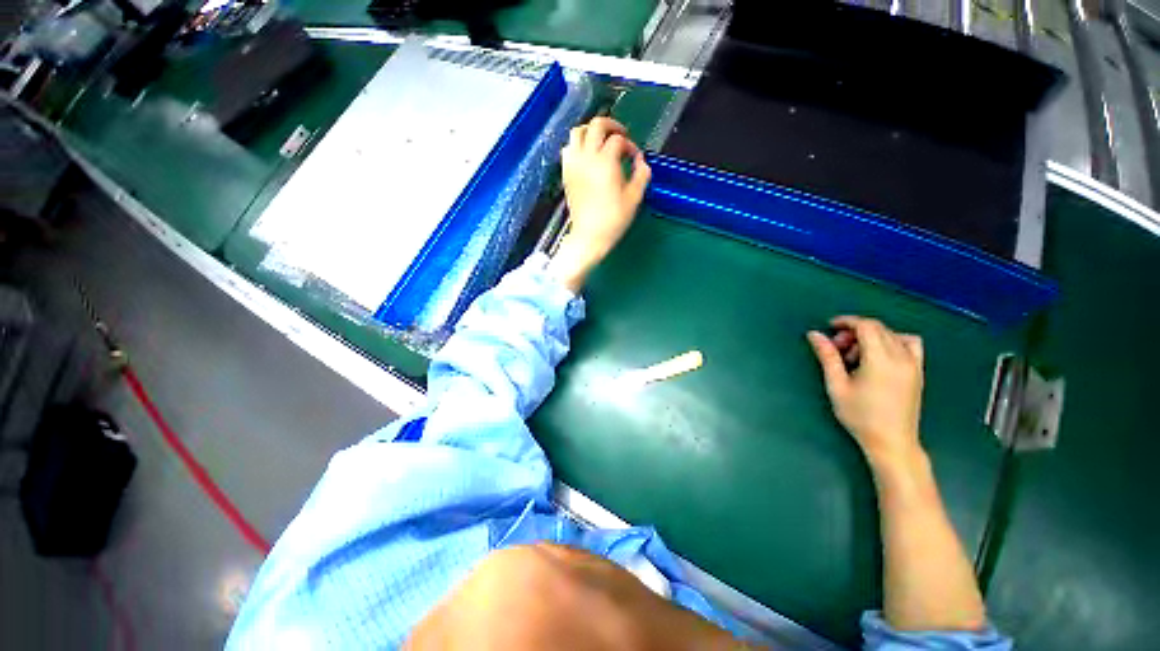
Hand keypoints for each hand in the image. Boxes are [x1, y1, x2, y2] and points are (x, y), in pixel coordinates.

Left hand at [549, 117, 651, 291]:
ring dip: (591, 132)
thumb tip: (641, 160)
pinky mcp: (566, 173)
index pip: (618, 140)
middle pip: (596, 125)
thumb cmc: (613, 220)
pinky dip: (577, 145)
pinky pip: (568, 149)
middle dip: (612, 126)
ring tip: (601, 142)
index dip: (630, 145)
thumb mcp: (634, 198)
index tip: (634, 157)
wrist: (589, 237)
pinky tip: (586, 156)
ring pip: (577, 132)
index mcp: (606, 162)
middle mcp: (587, 157)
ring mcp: (573, 165)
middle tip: (621, 136)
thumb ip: (641, 174)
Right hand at [807, 316, 924, 467]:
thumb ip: (827, 356)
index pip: (867, 326)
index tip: (830, 327)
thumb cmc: (860, 415)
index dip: (847, 322)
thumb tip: (814, 334)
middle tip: (838, 347)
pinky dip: (894, 340)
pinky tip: (880, 355)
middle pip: (879, 328)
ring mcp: (914, 364)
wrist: (892, 441)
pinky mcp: (918, 371)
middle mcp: (901, 357)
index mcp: (881, 359)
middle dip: (855, 331)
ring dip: (872, 336)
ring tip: (857, 353)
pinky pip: (910, 344)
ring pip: (893, 334)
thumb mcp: (837, 385)